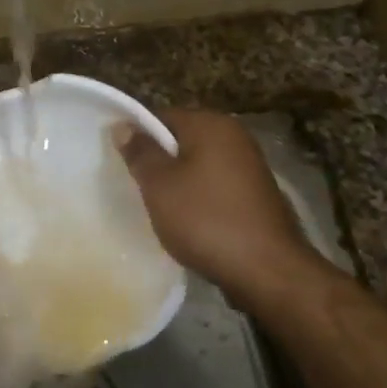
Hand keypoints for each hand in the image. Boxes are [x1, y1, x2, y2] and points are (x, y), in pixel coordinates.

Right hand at [117, 109, 321, 299]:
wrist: (267, 270)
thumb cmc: (206, 220)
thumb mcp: (160, 185)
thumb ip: (140, 152)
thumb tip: (123, 126)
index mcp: (211, 124)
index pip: (161, 117)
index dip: (137, 137)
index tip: (119, 163)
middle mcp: (235, 137)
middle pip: (181, 140)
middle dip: (158, 162)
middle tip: (134, 188)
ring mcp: (250, 166)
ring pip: (198, 166)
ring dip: (177, 183)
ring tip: (157, 208)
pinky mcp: (256, 195)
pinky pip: (215, 187)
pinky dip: (198, 199)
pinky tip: (187, 222)